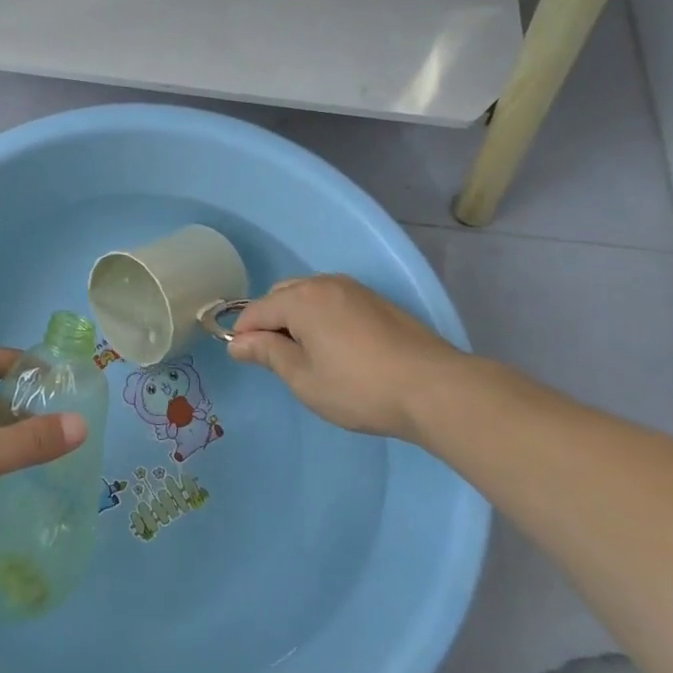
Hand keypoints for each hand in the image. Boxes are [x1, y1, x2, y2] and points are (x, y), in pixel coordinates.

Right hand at [227, 274, 473, 438]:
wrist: (434, 388)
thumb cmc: (359, 388)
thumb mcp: (304, 378)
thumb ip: (268, 354)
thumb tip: (238, 342)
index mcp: (301, 299)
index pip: (257, 310)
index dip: (244, 334)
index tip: (245, 360)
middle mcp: (325, 283)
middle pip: (281, 295)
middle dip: (270, 321)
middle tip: (278, 360)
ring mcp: (354, 289)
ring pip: (309, 295)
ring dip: (297, 317)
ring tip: (307, 355)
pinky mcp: (376, 301)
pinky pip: (333, 301)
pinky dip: (322, 317)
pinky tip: (336, 348)